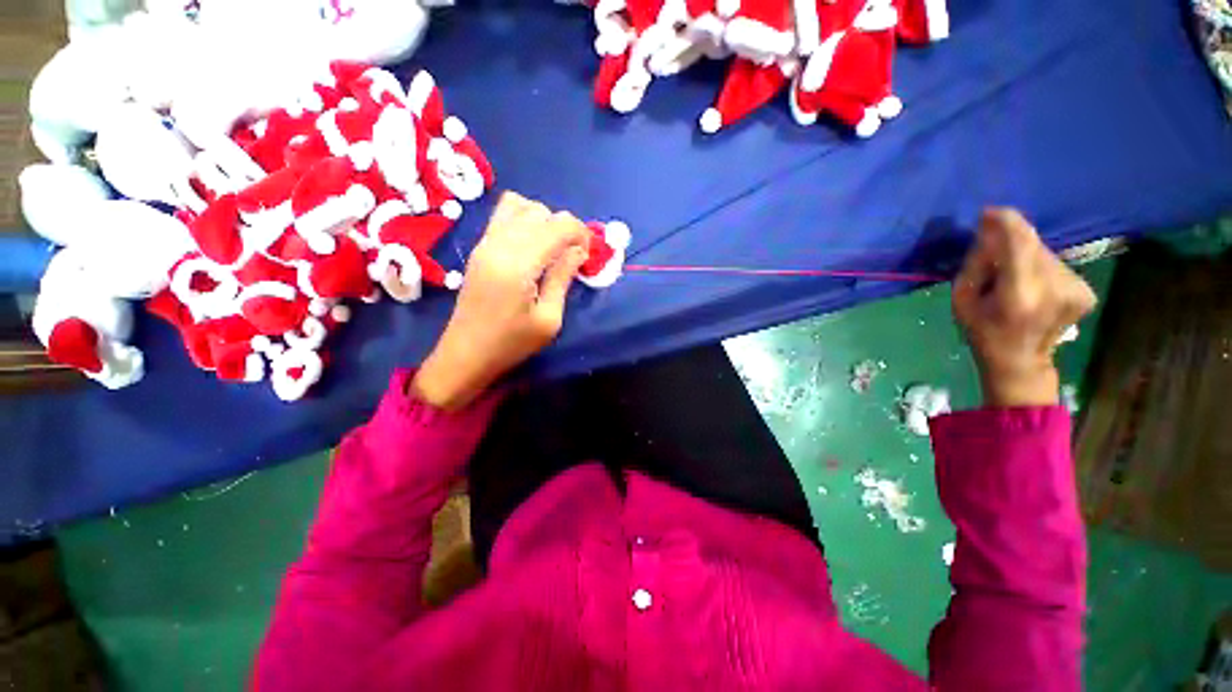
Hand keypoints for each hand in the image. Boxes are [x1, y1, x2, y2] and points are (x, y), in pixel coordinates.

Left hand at [411, 193, 589, 409]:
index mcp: (520, 264)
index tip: (587, 256)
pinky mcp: (479, 247)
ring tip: (551, 249)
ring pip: (521, 205)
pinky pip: (504, 214)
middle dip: (565, 228)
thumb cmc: (512, 343)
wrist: (466, 353)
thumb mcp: (549, 319)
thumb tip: (578, 250)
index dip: (581, 234)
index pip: (559, 225)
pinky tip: (531, 247)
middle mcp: (500, 243)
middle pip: (542, 211)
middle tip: (572, 257)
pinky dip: (525, 220)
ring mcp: (486, 242)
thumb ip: (563, 278)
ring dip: (544, 221)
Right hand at [953, 208, 1096, 407]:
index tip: (989, 212)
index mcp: (1019, 294)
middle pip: (1032, 246)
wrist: (1021, 361)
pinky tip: (1033, 287)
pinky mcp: (1086, 291)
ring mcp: (1076, 290)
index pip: (1019, 244)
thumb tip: (990, 233)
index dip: (1005, 222)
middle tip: (992, 256)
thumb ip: (976, 265)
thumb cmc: (983, 331)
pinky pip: (1057, 265)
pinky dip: (1041, 268)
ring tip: (1013, 278)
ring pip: (1045, 254)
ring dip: (1026, 257)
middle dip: (1010, 243)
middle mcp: (1054, 288)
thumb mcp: (962, 300)